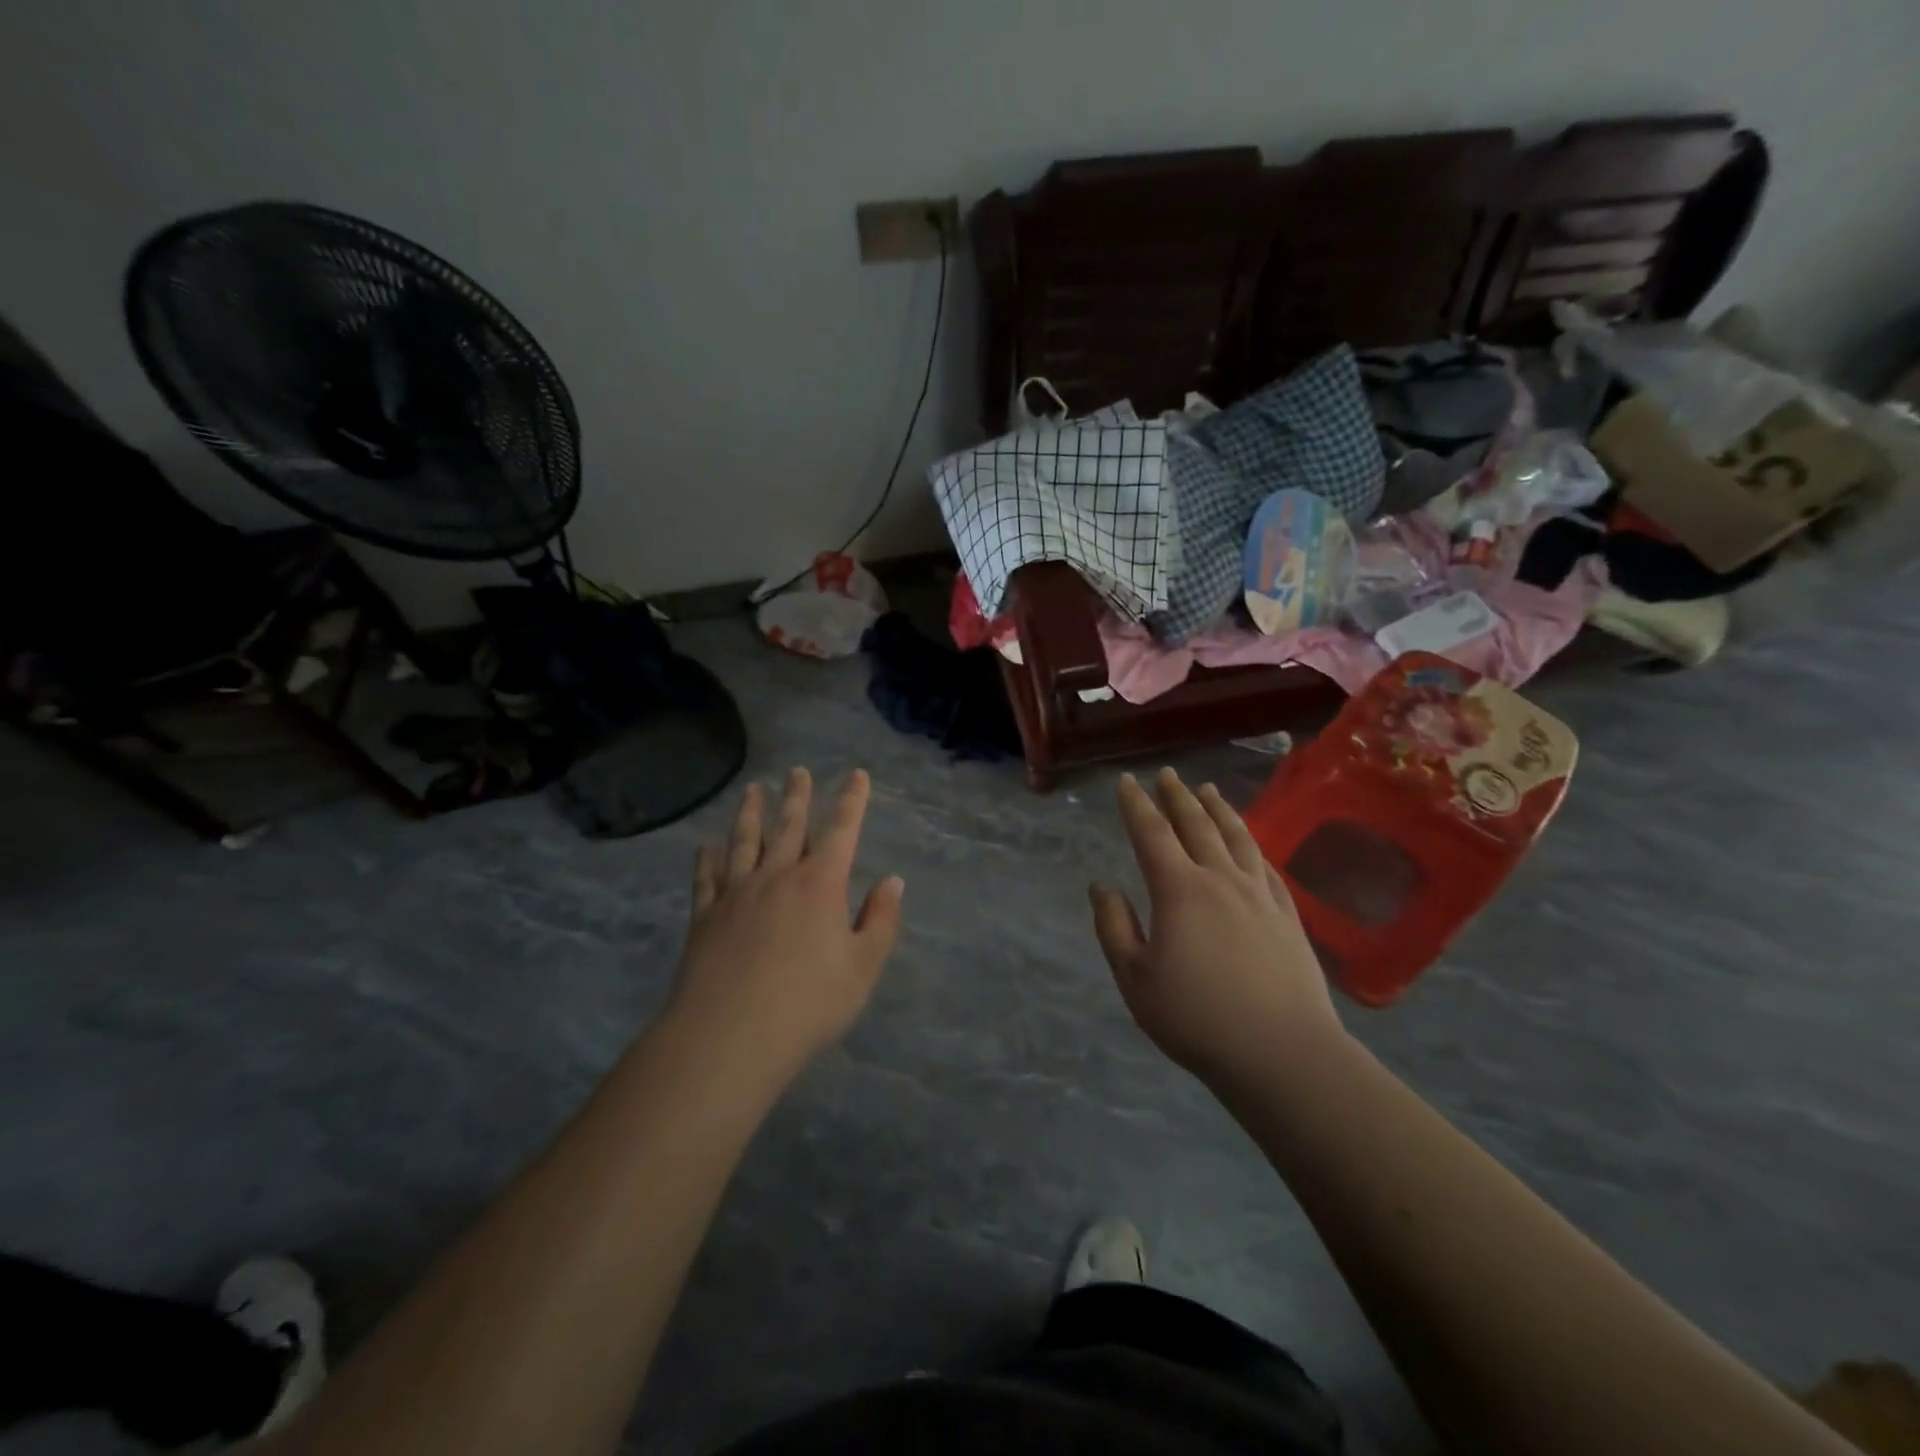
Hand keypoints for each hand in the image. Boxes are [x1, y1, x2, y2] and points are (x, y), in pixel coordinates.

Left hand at [669, 768, 903, 1090]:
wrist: (728, 1037)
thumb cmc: (807, 1004)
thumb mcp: (862, 968)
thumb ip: (880, 920)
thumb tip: (892, 880)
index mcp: (820, 884)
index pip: (841, 830)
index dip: (852, 800)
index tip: (856, 775)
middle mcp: (777, 876)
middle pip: (789, 826)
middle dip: (797, 797)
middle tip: (798, 771)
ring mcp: (736, 894)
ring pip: (744, 841)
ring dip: (750, 813)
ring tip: (752, 790)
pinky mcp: (705, 916)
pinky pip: (707, 876)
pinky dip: (708, 856)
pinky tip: (706, 844)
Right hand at [1090, 768, 1343, 1087]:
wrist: (1282, 1052)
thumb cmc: (1197, 1018)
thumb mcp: (1135, 979)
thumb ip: (1114, 928)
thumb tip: (1102, 887)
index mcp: (1179, 890)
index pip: (1152, 834)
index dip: (1137, 805)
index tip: (1127, 782)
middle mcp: (1221, 880)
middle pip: (1197, 825)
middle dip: (1178, 797)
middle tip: (1168, 774)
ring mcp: (1260, 896)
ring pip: (1237, 838)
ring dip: (1219, 810)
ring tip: (1209, 791)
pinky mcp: (1288, 917)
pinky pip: (1266, 867)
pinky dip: (1252, 846)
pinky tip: (1250, 844)